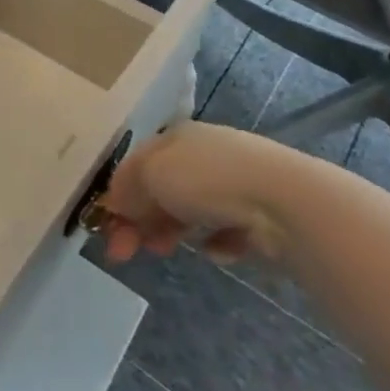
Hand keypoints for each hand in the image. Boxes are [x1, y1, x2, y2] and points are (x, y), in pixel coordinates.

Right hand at [97, 122, 303, 265]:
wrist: (284, 202)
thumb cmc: (206, 179)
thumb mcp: (151, 176)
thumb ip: (128, 190)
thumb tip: (115, 204)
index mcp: (175, 137)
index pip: (136, 164)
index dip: (116, 195)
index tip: (105, 229)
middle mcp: (203, 155)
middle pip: (161, 189)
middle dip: (140, 220)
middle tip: (126, 253)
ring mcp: (235, 183)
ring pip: (191, 209)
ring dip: (171, 231)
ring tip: (165, 251)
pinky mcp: (260, 214)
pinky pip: (227, 230)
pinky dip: (216, 241)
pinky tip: (216, 251)